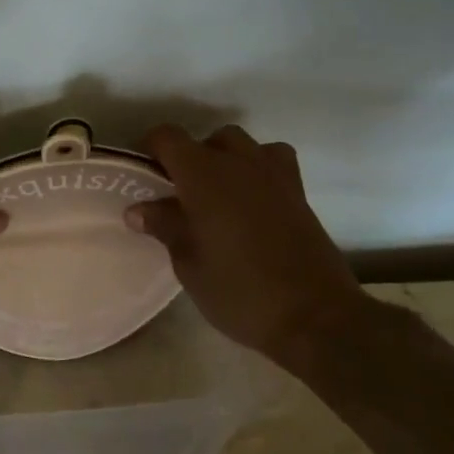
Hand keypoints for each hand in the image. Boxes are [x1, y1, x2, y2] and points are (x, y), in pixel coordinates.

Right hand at [125, 124, 381, 366]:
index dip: (150, 149)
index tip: (142, 175)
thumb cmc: (239, 290)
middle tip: (179, 194)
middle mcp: (238, 162)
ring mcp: (274, 174)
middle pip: (207, 139)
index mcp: (203, 174)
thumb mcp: (188, 264)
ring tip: (217, 195)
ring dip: (225, 160)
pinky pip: (273, 161)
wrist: (314, 316)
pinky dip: (258, 169)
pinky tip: (252, 199)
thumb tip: (138, 210)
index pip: (167, 137)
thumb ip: (164, 227)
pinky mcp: (299, 192)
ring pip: (242, 145)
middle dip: (190, 158)